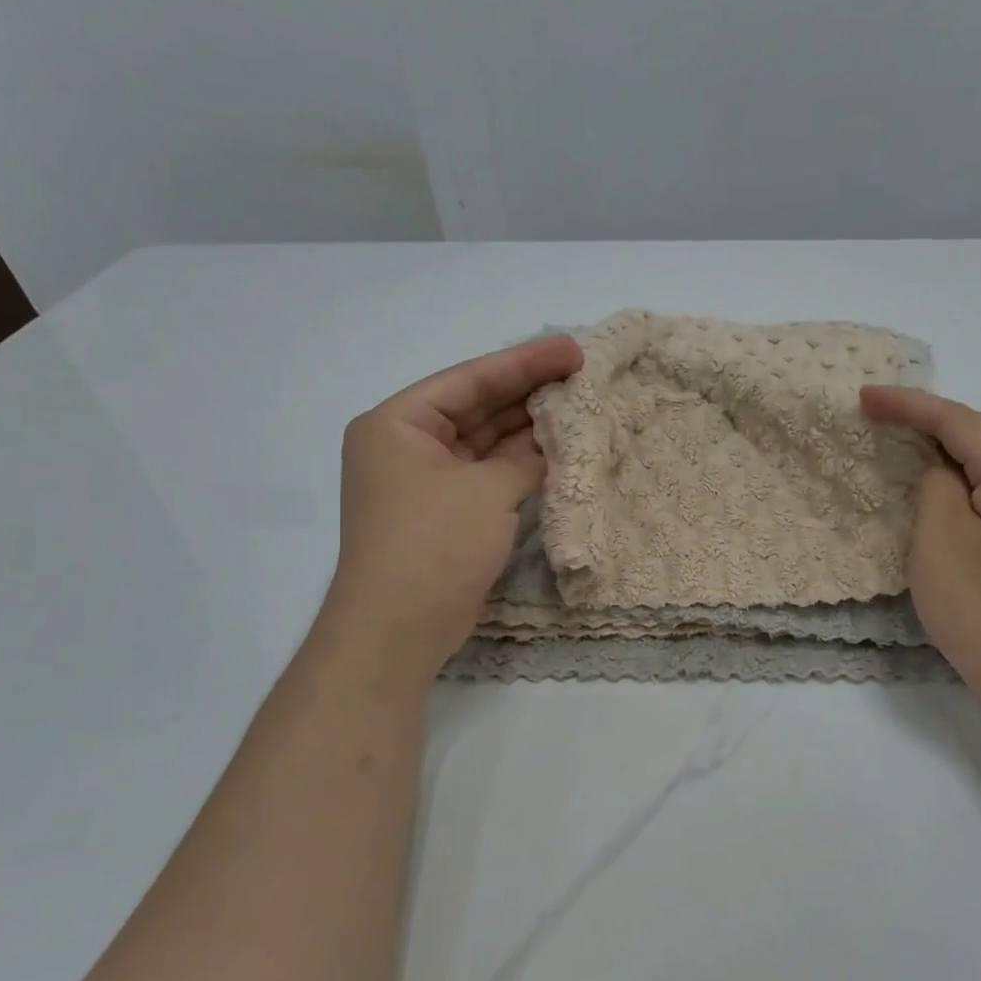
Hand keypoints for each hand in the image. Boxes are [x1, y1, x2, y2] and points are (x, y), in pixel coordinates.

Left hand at [326, 335, 583, 679]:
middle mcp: (407, 446)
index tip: (572, 350)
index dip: (523, 362)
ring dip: (527, 429)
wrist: (398, 631)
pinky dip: (518, 465)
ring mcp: (425, 482)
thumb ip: (525, 458)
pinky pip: (486, 474)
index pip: (469, 380)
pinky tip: (558, 450)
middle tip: (582, 374)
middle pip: (476, 407)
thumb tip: (553, 442)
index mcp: (397, 424)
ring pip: (484, 442)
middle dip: (528, 392)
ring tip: (578, 406)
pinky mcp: (444, 513)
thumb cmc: (433, 545)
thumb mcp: (486, 492)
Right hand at [861, 386, 980, 723]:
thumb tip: (941, 471)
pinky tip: (941, 491)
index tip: (863, 397)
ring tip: (902, 444)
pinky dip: (963, 483)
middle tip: (878, 417)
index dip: (909, 405)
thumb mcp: (941, 541)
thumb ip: (935, 486)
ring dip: (945, 453)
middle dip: (928, 423)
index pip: (960, 421)